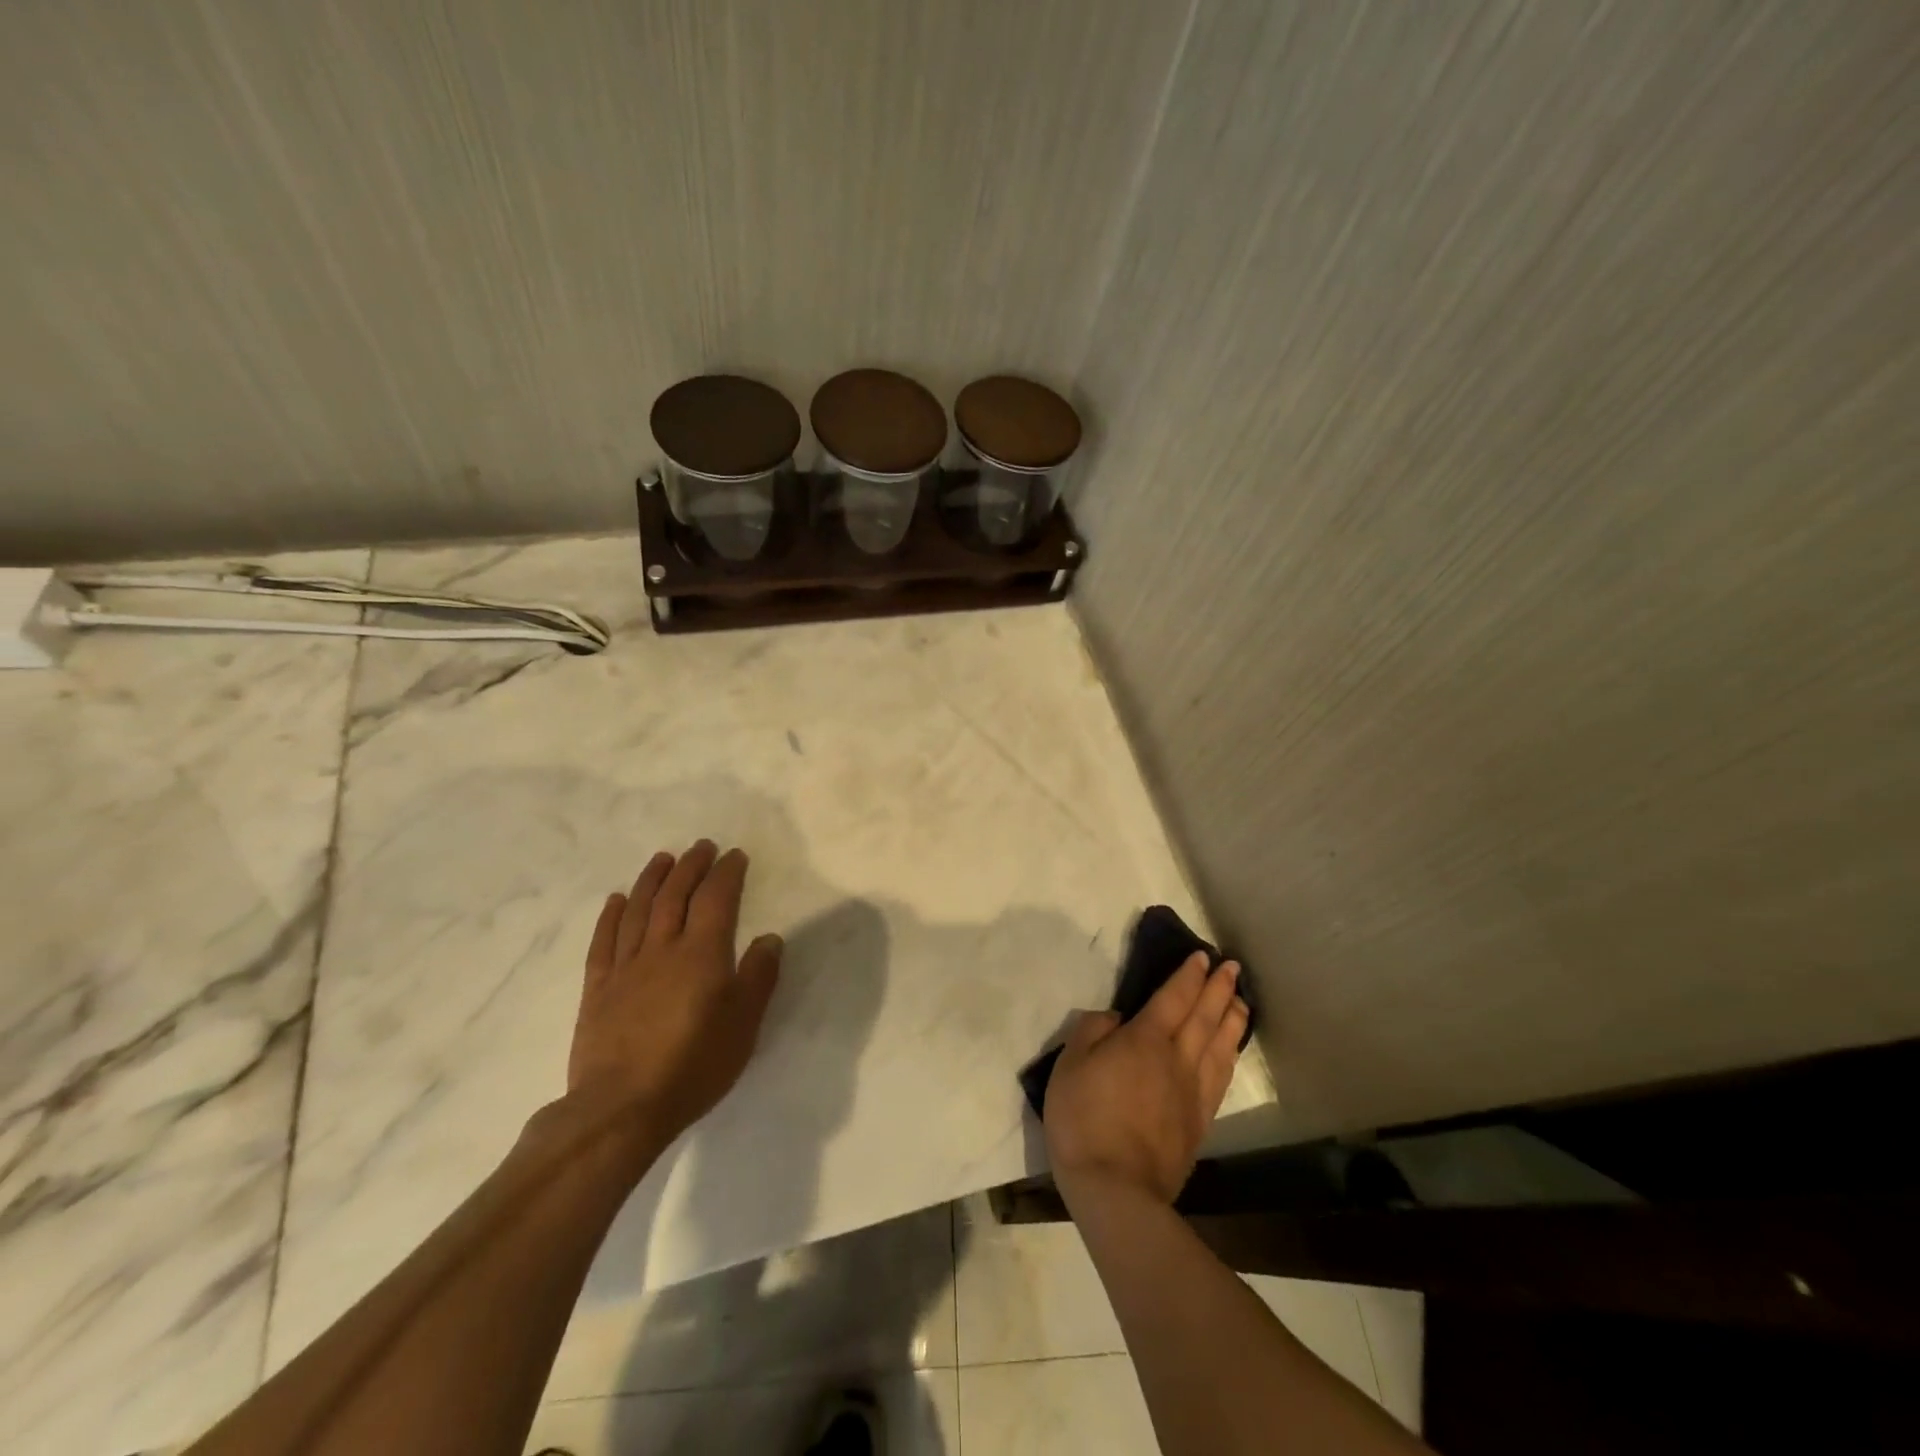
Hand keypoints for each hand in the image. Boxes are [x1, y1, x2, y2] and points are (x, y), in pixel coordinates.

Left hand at [564, 840, 783, 1144]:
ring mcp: (626, 967)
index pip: (716, 899)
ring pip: (638, 910)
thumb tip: (770, 938)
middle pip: (675, 896)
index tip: (735, 855)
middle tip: (702, 846)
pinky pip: (603, 942)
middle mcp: (662, 949)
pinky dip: (610, 916)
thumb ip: (758, 977)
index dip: (726, 873)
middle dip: (691, 866)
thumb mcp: (744, 1025)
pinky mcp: (597, 989)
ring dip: (652, 879)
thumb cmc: (694, 1065)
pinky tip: (616, 900)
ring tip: (663, 858)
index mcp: (702, 954)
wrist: (622, 1108)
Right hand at [1043, 953, 1247, 1206]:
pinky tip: (1231, 1050)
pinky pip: (1221, 1077)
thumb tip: (1116, 1018)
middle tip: (1232, 967)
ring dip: (1232, 1018)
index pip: (1173, 998)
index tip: (1202, 956)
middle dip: (1218, 988)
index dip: (1188, 975)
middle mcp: (1177, 1059)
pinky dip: (1229, 1055)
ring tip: (1242, 1000)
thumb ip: (1092, 1031)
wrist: (1117, 1189)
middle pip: (1204, 1016)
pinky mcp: (1199, 1122)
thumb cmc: (1084, 1120)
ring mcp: (1193, 1092)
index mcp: (1145, 1040)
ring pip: (1220, 1045)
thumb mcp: (1069, 1065)